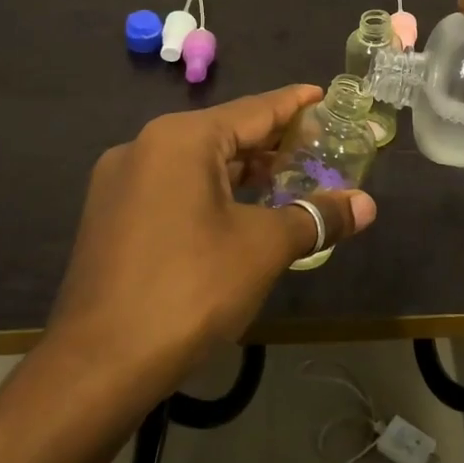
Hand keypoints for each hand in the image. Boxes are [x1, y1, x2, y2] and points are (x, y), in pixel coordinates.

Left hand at [45, 85, 376, 392]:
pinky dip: (211, 191)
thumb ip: (316, 217)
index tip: (323, 94)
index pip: (254, 110)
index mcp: (181, 139)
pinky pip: (173, 187)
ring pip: (196, 162)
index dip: (294, 104)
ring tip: (286, 178)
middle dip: (272, 142)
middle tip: (317, 146)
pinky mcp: (110, 217)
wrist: (97, 367)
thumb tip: (366, 205)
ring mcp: (120, 183)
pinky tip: (238, 212)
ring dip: (242, 170)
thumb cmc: (190, 289)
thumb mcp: (263, 248)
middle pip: (224, 133)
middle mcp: (145, 147)